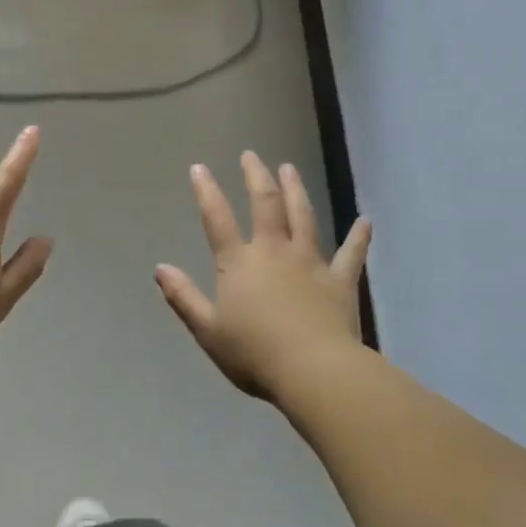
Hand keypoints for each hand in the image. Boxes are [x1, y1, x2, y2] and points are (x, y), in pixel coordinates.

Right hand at [155, 152, 371, 400]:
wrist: (313, 370)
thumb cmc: (254, 353)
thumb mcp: (207, 330)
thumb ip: (183, 297)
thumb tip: (160, 268)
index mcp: (239, 262)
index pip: (217, 218)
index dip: (206, 191)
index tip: (199, 167)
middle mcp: (274, 251)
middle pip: (265, 204)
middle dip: (256, 177)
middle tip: (251, 156)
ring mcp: (310, 262)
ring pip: (303, 217)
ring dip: (296, 190)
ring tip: (290, 168)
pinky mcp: (339, 280)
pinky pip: (351, 254)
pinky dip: (359, 237)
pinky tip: (366, 221)